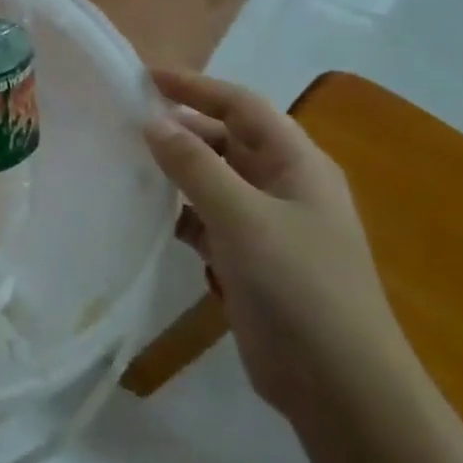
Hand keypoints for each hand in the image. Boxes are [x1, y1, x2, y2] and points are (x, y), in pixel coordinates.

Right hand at [141, 69, 412, 427]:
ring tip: (125, 160)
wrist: (338, 385)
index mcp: (297, 164)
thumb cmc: (299, 288)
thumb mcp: (243, 218)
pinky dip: (179, 212)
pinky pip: (206, 219)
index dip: (196, 87)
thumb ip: (196, 167)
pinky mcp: (248, 259)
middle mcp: (283, 186)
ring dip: (176, 169)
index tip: (144, 77)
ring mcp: (266, 225)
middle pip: (227, 139)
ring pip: (213, 180)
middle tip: (124, 120)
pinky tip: (146, 214)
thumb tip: (153, 122)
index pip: (242, 106)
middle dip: (181, 126)